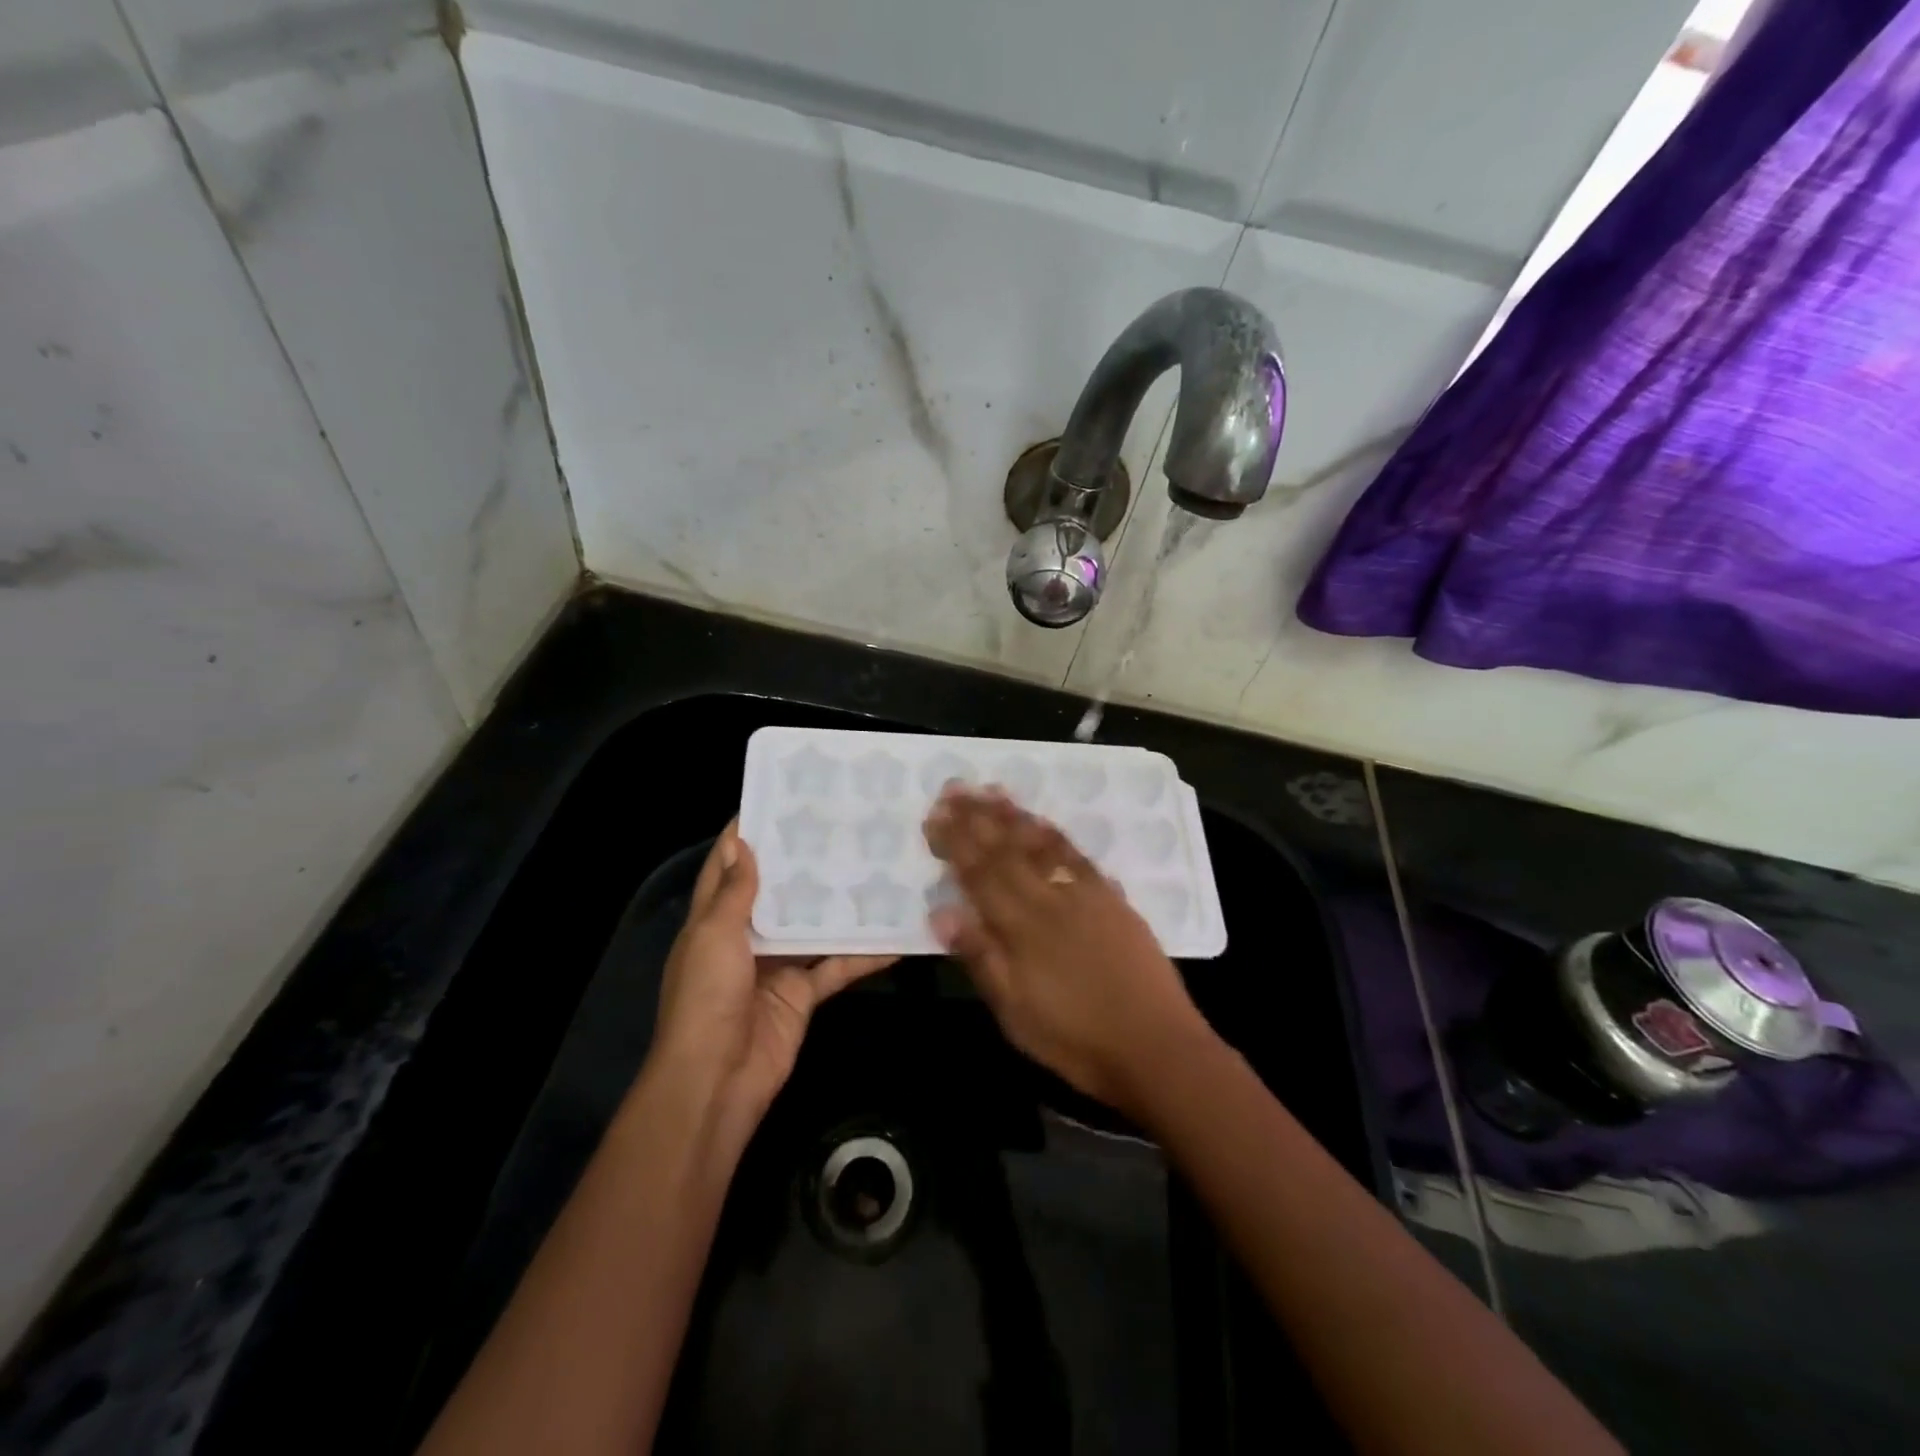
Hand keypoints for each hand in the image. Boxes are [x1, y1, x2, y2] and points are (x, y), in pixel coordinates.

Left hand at [646, 822, 895, 1130]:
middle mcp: (745, 937)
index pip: (727, 868)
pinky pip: (836, 967)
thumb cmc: (707, 998)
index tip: (776, 800)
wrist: (718, 1079)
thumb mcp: (714, 937)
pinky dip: (863, 956)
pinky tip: (895, 937)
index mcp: (714, 920)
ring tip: (872, 866)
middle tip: (839, 827)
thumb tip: (743, 843)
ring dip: (836, 904)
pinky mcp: (803, 993)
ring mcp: (777, 965)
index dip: (746, 836)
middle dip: (801, 863)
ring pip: (811, 926)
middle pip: (776, 893)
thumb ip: (734, 893)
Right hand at [922, 785, 1212, 1119]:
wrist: (1155, 1046)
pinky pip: (1077, 855)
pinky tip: (1042, 823)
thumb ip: (980, 957)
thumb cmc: (1076, 1038)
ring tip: (991, 791)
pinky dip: (1054, 834)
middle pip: (1008, 850)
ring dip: (1014, 816)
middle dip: (978, 817)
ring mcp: (1085, 894)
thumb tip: (941, 911)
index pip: (980, 873)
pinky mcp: (1112, 898)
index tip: (935, 815)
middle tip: (955, 787)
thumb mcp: (1015, 1012)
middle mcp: (1052, 898)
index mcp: (1022, 926)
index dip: (955, 842)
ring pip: (1042, 844)